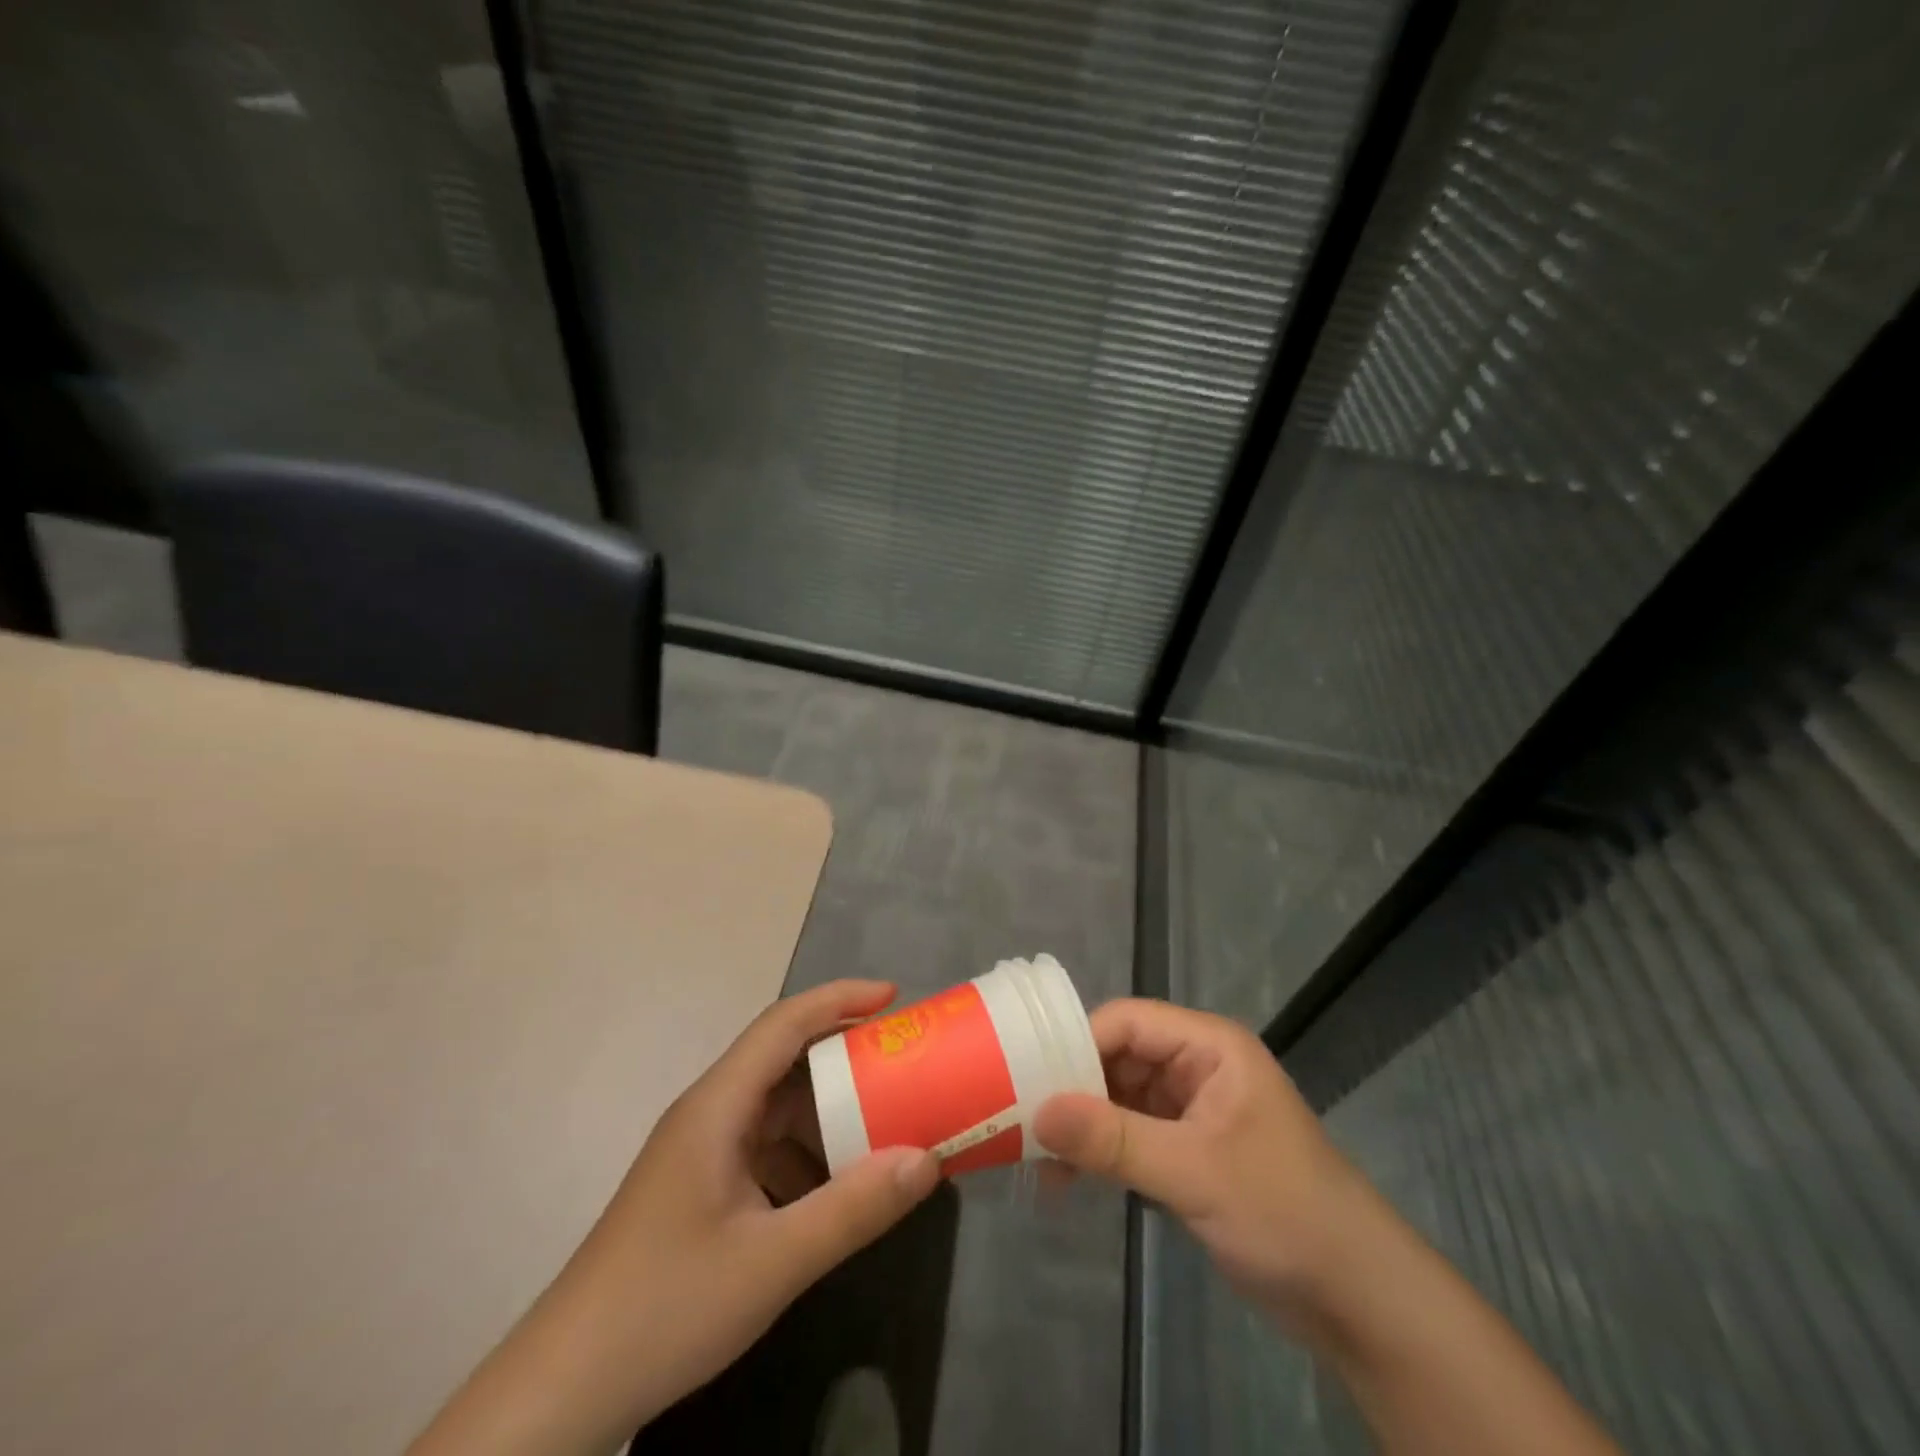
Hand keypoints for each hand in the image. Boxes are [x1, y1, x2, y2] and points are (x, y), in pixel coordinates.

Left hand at [409, 980, 940, 1455]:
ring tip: (883, 1126)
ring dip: (828, 1112)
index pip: (784, 1024)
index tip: (893, 997)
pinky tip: (836, 1191)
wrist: (562, 1392)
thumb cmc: (664, 1307)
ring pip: (777, 1109)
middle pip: (784, 1061)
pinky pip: (766, 1149)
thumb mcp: (772, 1262)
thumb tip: (926, 1159)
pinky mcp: (701, 1190)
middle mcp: (709, 1115)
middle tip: (902, 1066)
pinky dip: (807, 1155)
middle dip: (844, 1058)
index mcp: (717, 1107)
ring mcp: (702, 1154)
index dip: (839, 999)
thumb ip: (853, 1209)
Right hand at [1033, 998, 1368, 1324]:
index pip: (1126, 1022)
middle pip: (1119, 1057)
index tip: (1027, 1079)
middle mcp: (1197, 1067)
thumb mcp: (1194, 1173)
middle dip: (1073, 1088)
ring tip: (1037, 1159)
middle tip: (1020, 1121)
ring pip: (1120, 1098)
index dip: (1077, 1043)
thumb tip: (1037, 1112)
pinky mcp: (1189, 1151)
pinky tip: (1069, 1179)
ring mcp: (1193, 1110)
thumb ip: (1114, 1140)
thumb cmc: (1284, 1212)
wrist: (1359, 1300)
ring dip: (1083, 1126)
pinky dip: (1102, 1152)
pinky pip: (1132, 1135)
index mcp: (1209, 1047)